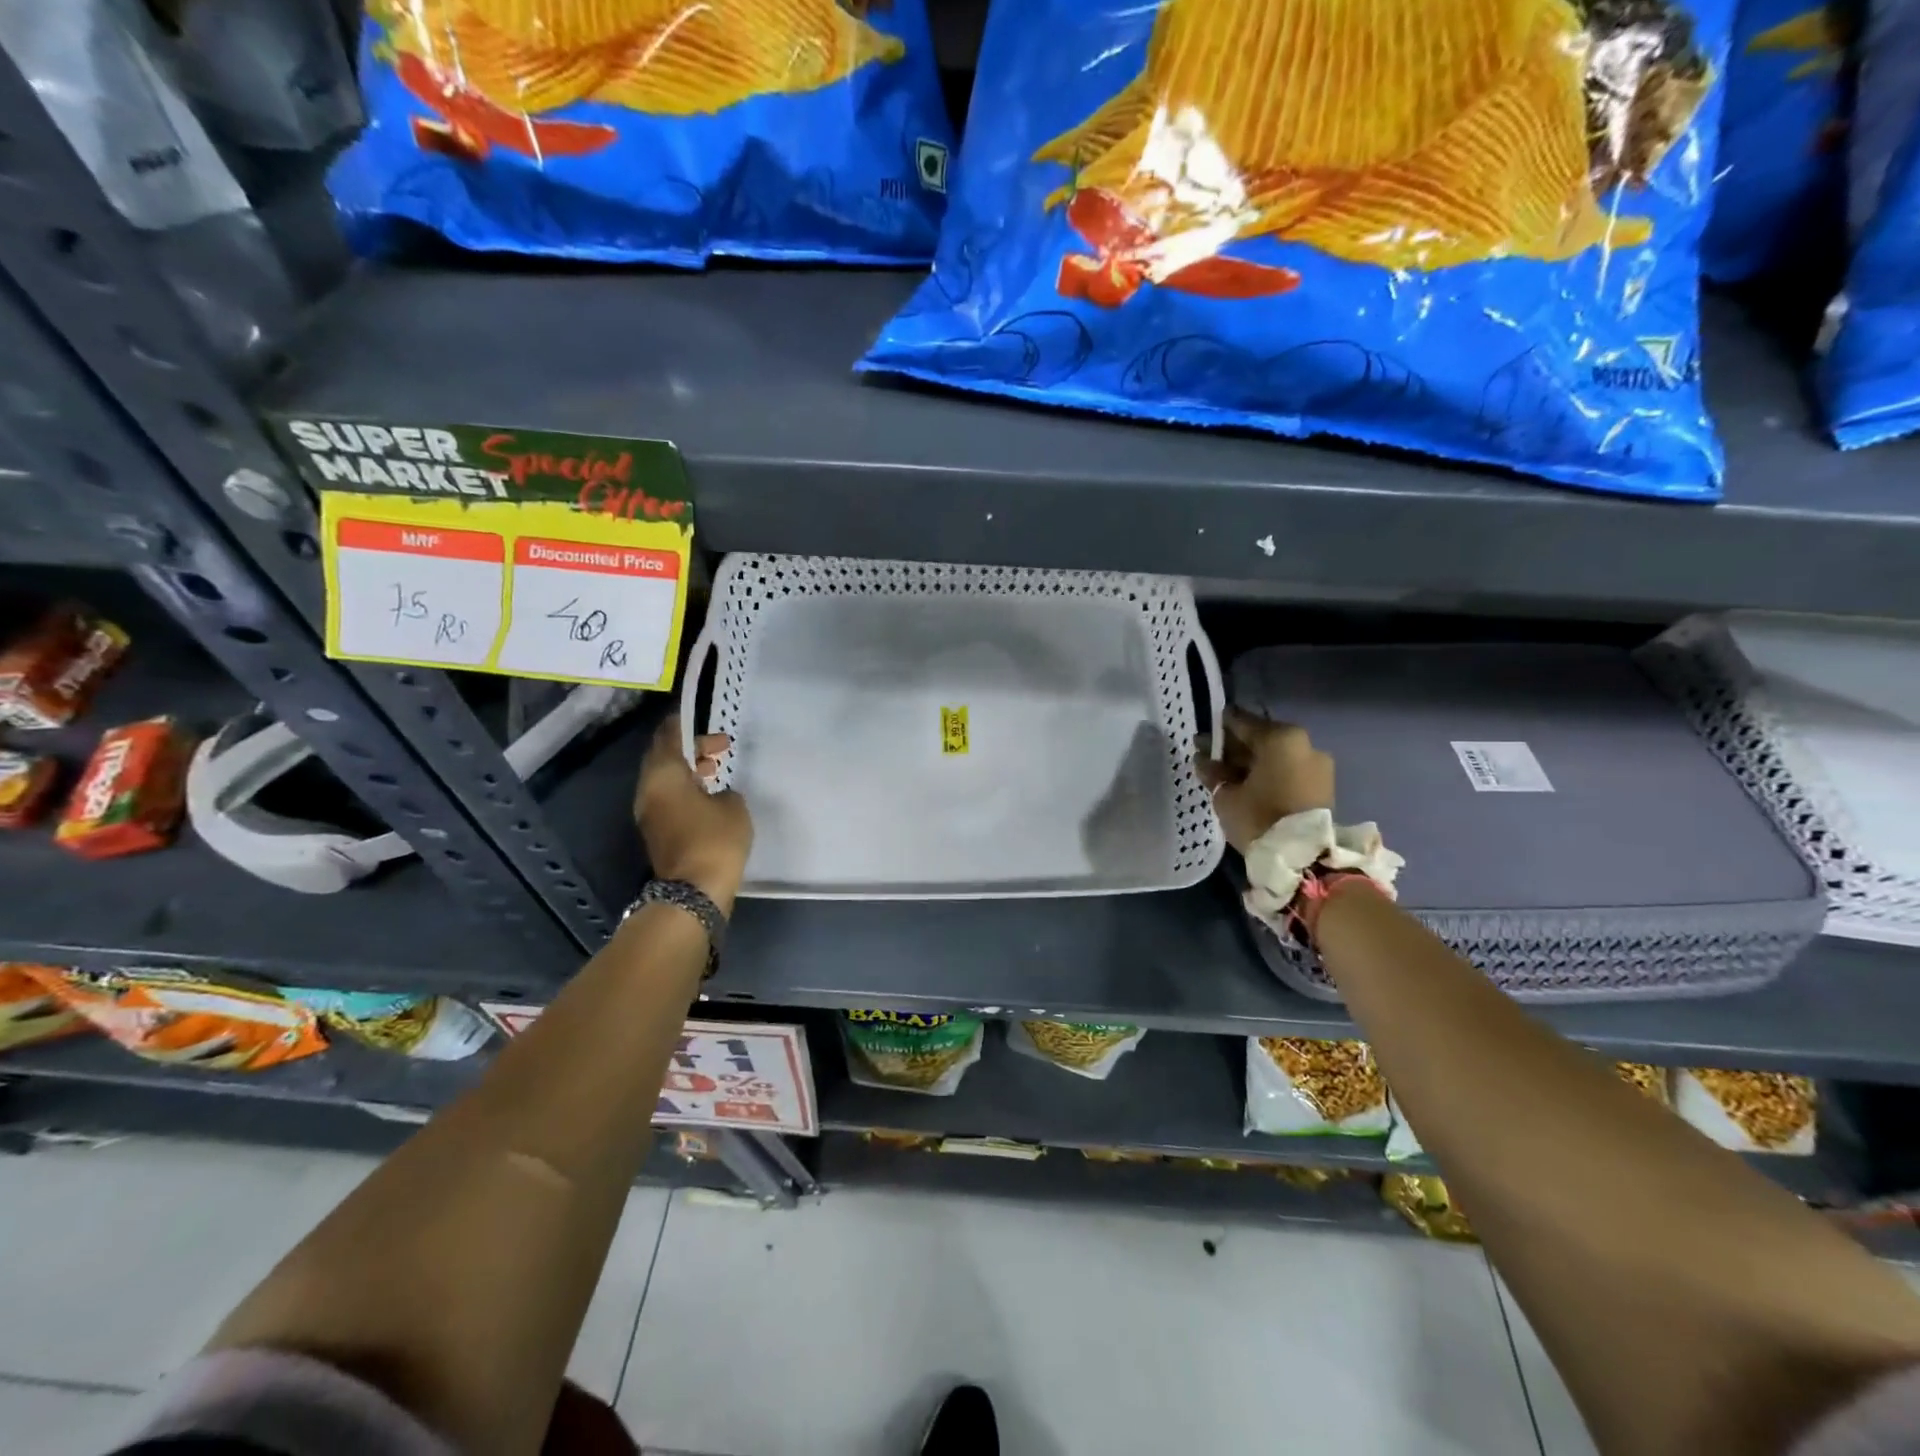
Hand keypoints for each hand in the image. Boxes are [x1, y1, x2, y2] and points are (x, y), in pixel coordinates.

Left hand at [633, 715, 752, 911]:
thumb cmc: (714, 839)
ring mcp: (648, 812)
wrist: (693, 891)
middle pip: (663, 756)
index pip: (669, 735)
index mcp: (663, 774)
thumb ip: (725, 790)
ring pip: (665, 778)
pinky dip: (685, 789)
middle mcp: (648, 789)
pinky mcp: (656, 831)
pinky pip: (667, 798)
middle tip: (719, 747)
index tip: (704, 719)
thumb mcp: (733, 806)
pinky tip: (708, 795)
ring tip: (715, 770)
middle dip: (690, 748)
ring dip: (687, 770)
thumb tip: (717, 794)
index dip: (685, 724)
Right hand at [1194, 707, 1334, 854]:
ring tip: (1225, 773)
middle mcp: (1303, 744)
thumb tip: (1203, 758)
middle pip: (1260, 739)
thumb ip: (1212, 772)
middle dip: (1234, 747)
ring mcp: (1317, 765)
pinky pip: (1287, 770)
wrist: (1303, 858)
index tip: (1204, 733)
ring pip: (1275, 756)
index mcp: (1281, 738)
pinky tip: (1246, 784)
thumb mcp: (1225, 795)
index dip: (1219, 727)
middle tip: (1209, 754)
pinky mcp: (1322, 787)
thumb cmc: (1259, 817)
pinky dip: (1268, 774)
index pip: (1242, 722)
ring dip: (1250, 762)